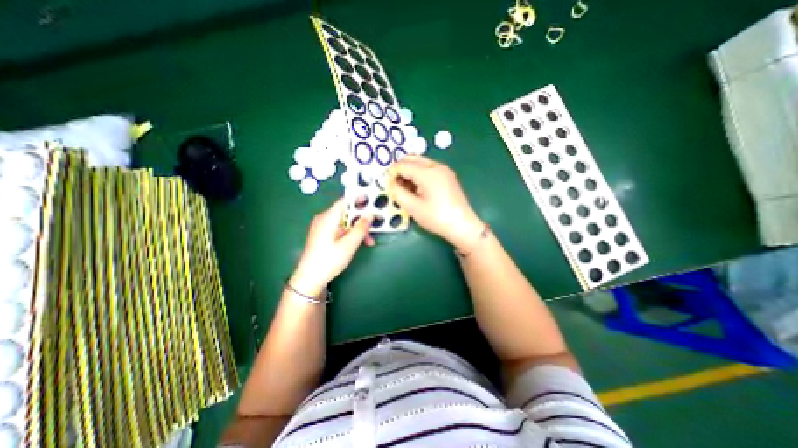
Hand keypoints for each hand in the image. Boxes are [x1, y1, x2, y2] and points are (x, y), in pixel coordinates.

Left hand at [290, 198, 374, 297]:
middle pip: (346, 212)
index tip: (373, 201)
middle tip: (374, 227)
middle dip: (361, 220)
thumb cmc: (329, 260)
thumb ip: (360, 228)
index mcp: (328, 217)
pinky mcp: (323, 235)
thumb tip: (370, 214)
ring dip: (357, 229)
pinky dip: (350, 234)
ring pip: (345, 222)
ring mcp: (322, 227)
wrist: (309, 279)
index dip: (359, 199)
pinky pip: (340, 229)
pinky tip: (358, 243)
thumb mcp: (349, 245)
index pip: (345, 201)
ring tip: (369, 241)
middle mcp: (324, 219)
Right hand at [384, 155, 479, 249]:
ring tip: (404, 187)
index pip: (403, 165)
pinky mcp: (448, 176)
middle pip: (412, 159)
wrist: (462, 226)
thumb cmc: (436, 218)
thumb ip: (397, 192)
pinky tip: (417, 188)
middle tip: (394, 184)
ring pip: (420, 163)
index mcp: (427, 172)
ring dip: (409, 171)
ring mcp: (444, 170)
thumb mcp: (412, 207)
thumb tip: (390, 182)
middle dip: (400, 169)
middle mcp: (437, 166)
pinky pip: (429, 169)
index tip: (386, 184)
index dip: (391, 173)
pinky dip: (419, 174)